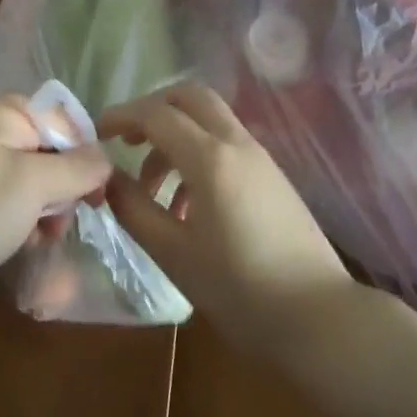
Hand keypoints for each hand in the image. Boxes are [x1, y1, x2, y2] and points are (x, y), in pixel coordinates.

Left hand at [0, 95, 112, 281]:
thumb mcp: (34, 186)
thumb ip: (77, 168)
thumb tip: (105, 159)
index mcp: (5, 107)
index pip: (66, 122)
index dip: (86, 158)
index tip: (94, 200)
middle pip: (47, 148)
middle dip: (60, 190)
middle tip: (57, 228)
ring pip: (26, 175)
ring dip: (40, 209)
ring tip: (36, 242)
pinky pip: (2, 191)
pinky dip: (14, 215)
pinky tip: (14, 243)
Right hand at [101, 84, 352, 357]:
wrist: (321, 320)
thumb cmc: (241, 290)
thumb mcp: (174, 254)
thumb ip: (134, 209)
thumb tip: (106, 178)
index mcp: (210, 158)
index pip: (156, 114)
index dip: (121, 116)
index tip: (96, 134)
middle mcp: (236, 143)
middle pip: (189, 97)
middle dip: (153, 109)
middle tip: (127, 141)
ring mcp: (260, 157)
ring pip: (209, 120)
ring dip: (175, 137)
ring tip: (153, 191)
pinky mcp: (272, 176)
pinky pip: (226, 144)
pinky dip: (198, 154)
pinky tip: (187, 206)